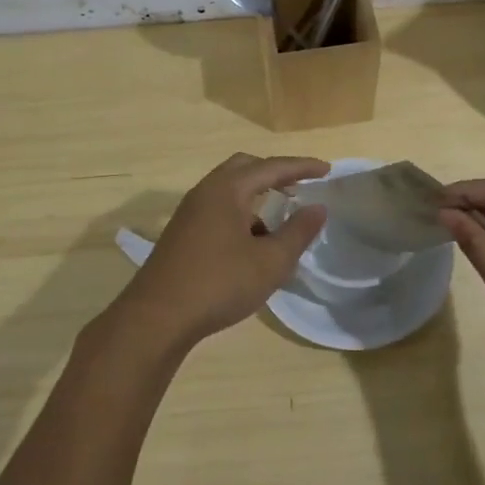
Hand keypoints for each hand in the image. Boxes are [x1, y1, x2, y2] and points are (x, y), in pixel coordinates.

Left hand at [113, 153, 328, 350]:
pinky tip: (252, 248)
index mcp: (227, 189)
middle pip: (244, 168)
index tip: (326, 170)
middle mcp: (205, 192)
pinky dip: (241, 217)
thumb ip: (298, 232)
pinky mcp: (182, 234)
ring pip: (229, 191)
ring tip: (280, 224)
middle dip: (274, 174)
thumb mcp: (270, 261)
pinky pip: (218, 210)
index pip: (271, 166)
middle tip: (300, 187)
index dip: (302, 167)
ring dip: (257, 198)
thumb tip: (317, 208)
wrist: (157, 317)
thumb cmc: (219, 283)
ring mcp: (189, 213)